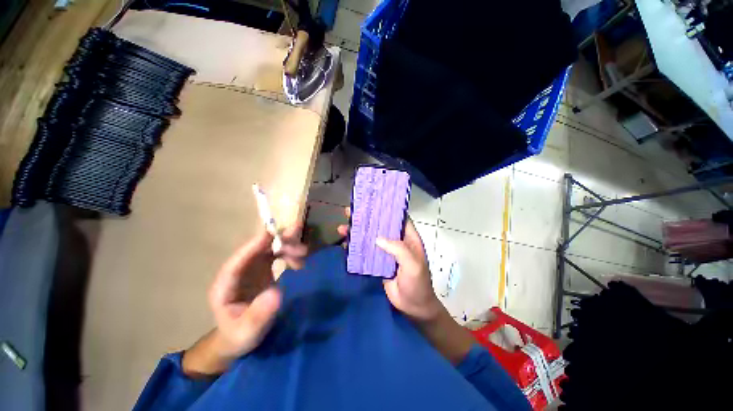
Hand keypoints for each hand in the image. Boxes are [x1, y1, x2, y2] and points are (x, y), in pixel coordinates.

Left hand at [183, 226, 305, 376]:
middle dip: (278, 243)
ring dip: (287, 245)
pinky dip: (289, 253)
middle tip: (301, 246)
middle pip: (257, 249)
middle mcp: (239, 271)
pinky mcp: (263, 268)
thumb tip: (277, 292)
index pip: (237, 262)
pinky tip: (300, 261)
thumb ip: (259, 315)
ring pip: (269, 248)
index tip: (271, 235)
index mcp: (227, 285)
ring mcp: (252, 268)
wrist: (240, 336)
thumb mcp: (247, 331)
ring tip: (304, 252)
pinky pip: (277, 253)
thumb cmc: (239, 335)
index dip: (253, 247)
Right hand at [337, 208, 442, 322]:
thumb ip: (398, 249)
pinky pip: (365, 251)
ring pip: (370, 237)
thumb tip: (378, 238)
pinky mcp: (377, 262)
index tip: (371, 202)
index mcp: (408, 237)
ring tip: (342, 227)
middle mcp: (396, 241)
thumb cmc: (417, 284)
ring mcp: (385, 251)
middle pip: (380, 226)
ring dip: (357, 232)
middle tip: (350, 212)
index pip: (397, 218)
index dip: (385, 209)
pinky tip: (344, 243)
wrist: (413, 306)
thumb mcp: (413, 265)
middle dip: (366, 219)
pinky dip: (356, 246)